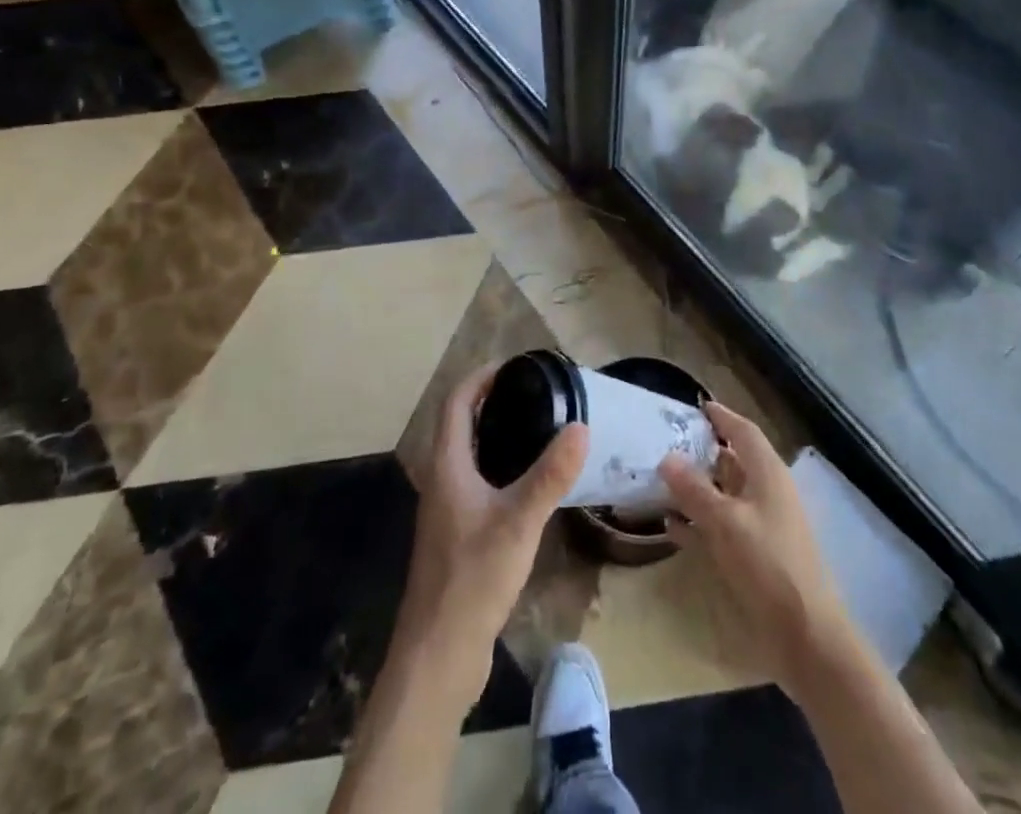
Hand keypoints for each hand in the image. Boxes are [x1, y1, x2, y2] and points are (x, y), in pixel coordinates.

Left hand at [397, 364, 588, 709]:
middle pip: (460, 425)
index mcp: (447, 466)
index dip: (480, 378)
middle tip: (533, 393)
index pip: (455, 402)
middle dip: (490, 402)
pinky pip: (477, 484)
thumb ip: (550, 475)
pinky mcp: (457, 536)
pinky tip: (528, 484)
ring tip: (537, 428)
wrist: (438, 654)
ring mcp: (446, 511)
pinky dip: (499, 468)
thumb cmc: (472, 578)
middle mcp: (441, 481)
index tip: (514, 365)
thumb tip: (581, 427)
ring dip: (494, 435)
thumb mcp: (518, 522)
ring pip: (468, 456)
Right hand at [660, 401, 852, 703]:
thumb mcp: (726, 522)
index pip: (743, 431)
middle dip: (701, 451)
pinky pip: (720, 528)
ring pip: (724, 495)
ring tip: (659, 479)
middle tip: (665, 441)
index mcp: (768, 474)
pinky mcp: (754, 557)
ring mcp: (761, 526)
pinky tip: (670, 525)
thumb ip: (694, 490)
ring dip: (695, 488)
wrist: (807, 636)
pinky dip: (697, 523)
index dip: (721, 416)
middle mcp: (766, 493)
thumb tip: (667, 457)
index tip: (695, 405)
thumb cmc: (769, 565)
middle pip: (732, 461)